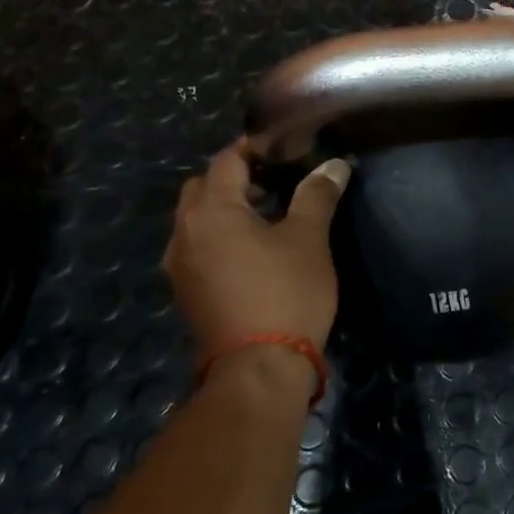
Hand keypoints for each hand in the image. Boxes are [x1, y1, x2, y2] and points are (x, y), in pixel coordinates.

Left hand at [164, 142, 350, 353]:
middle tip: (274, 178)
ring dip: (226, 208)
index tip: (283, 145)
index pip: (226, 161)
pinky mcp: (186, 292)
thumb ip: (317, 195)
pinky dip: (220, 236)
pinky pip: (198, 247)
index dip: (254, 147)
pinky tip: (252, 250)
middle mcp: (184, 233)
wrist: (258, 368)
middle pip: (203, 188)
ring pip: (197, 220)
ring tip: (267, 214)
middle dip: (234, 177)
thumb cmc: (285, 293)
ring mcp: (179, 266)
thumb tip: (334, 164)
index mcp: (210, 211)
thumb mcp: (308, 239)